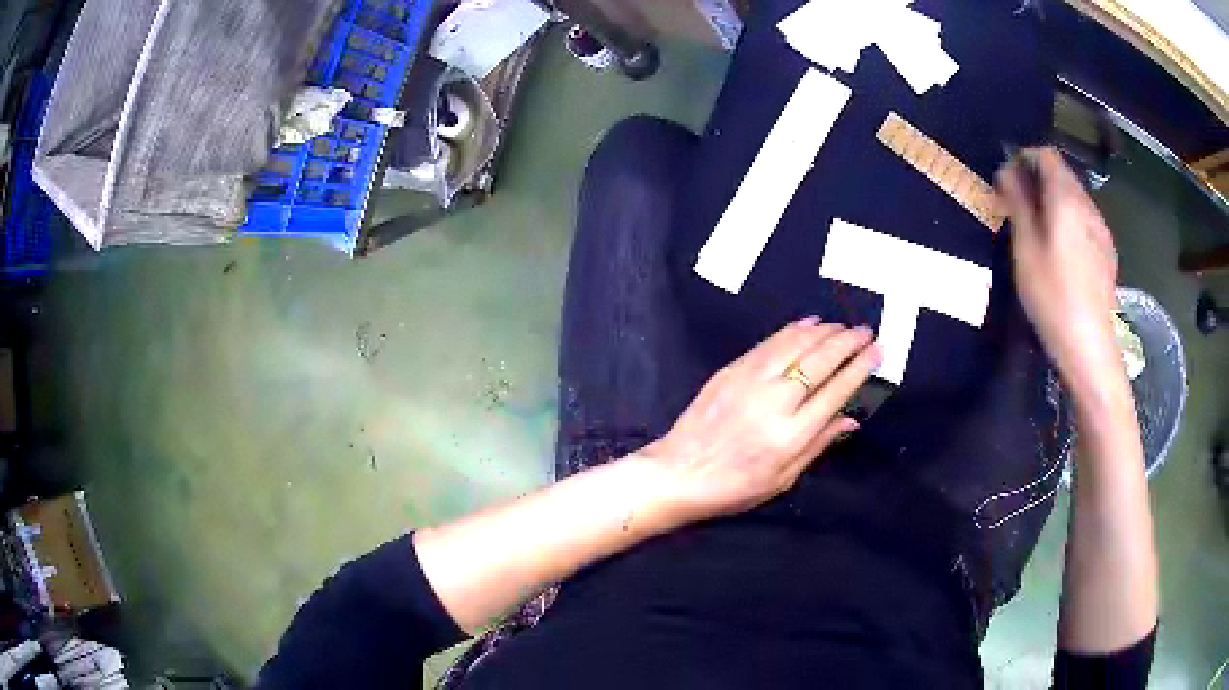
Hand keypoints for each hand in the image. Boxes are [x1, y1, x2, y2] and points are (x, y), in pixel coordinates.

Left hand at [640, 319, 879, 525]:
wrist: (678, 472)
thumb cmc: (734, 487)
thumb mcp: (783, 479)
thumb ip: (819, 444)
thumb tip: (851, 418)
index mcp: (791, 435)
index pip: (836, 391)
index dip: (860, 368)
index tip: (877, 351)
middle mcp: (774, 401)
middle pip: (820, 360)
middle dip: (848, 342)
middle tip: (866, 331)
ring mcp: (750, 381)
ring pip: (795, 344)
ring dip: (823, 331)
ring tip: (842, 326)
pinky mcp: (731, 370)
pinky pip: (769, 343)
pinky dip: (792, 330)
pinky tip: (808, 324)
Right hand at [996, 147, 1120, 387]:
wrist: (1089, 346)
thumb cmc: (1052, 296)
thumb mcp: (1025, 248)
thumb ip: (1017, 203)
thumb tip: (1006, 170)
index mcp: (1066, 198)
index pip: (1046, 155)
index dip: (1024, 158)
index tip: (1007, 179)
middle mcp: (1088, 205)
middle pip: (1062, 174)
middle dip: (1039, 180)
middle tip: (1018, 206)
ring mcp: (1102, 229)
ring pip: (1075, 198)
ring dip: (1055, 202)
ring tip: (1039, 230)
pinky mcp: (1108, 252)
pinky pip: (1085, 220)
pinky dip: (1070, 221)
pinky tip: (1063, 251)